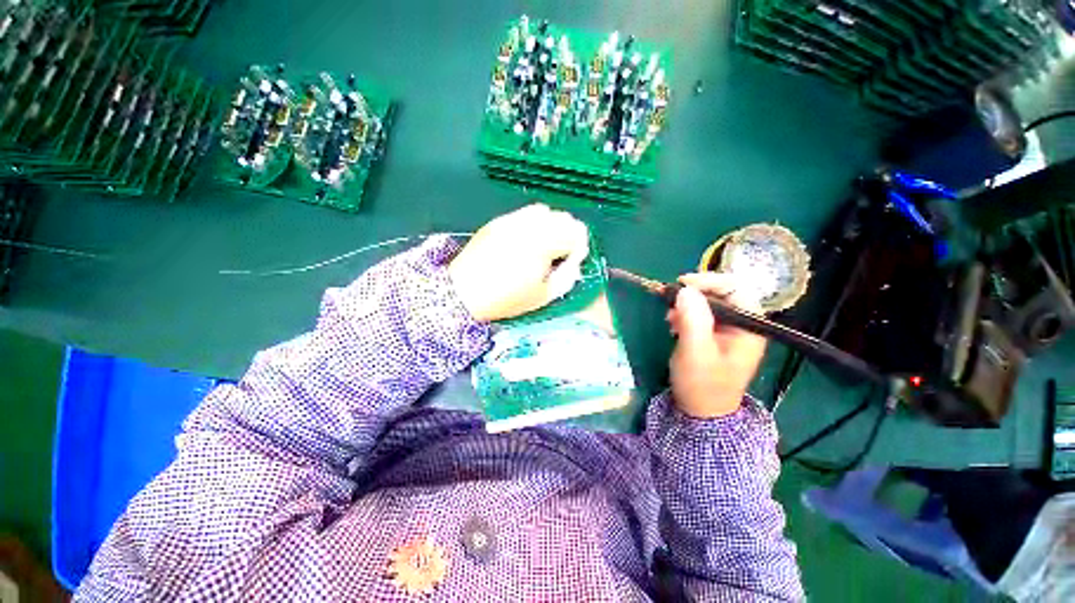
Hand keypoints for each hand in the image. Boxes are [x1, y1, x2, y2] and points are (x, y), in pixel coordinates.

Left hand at [449, 204, 589, 321]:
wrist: (463, 292)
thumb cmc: (506, 299)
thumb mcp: (543, 296)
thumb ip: (567, 277)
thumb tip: (574, 263)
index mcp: (544, 243)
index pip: (577, 232)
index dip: (579, 248)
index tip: (570, 262)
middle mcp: (530, 225)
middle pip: (564, 217)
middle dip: (568, 235)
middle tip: (559, 255)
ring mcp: (512, 220)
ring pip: (544, 211)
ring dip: (551, 226)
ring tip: (542, 246)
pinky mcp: (498, 221)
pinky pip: (524, 214)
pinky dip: (532, 224)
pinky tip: (524, 242)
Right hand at [668, 273, 767, 417]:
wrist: (701, 412)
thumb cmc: (702, 385)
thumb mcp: (696, 352)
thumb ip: (693, 320)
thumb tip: (685, 289)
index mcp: (750, 327)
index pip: (737, 288)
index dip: (710, 281)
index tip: (681, 284)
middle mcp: (743, 324)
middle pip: (722, 293)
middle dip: (695, 294)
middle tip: (671, 303)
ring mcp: (728, 329)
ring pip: (708, 302)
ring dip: (687, 305)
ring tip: (670, 318)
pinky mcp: (714, 334)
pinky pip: (700, 314)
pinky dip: (684, 314)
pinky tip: (673, 324)